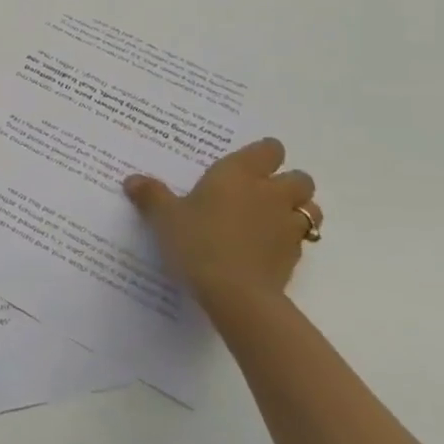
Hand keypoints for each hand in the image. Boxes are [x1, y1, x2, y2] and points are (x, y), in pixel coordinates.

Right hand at [123, 138, 319, 306]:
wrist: (235, 293)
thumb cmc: (198, 241)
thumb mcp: (164, 217)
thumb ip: (151, 196)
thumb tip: (132, 180)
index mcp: (239, 174)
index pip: (269, 149)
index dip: (263, 154)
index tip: (247, 163)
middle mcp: (270, 193)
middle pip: (301, 178)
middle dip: (288, 182)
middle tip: (261, 192)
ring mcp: (287, 226)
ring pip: (311, 209)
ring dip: (298, 211)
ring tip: (272, 220)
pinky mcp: (294, 257)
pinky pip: (301, 241)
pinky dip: (289, 241)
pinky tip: (265, 250)